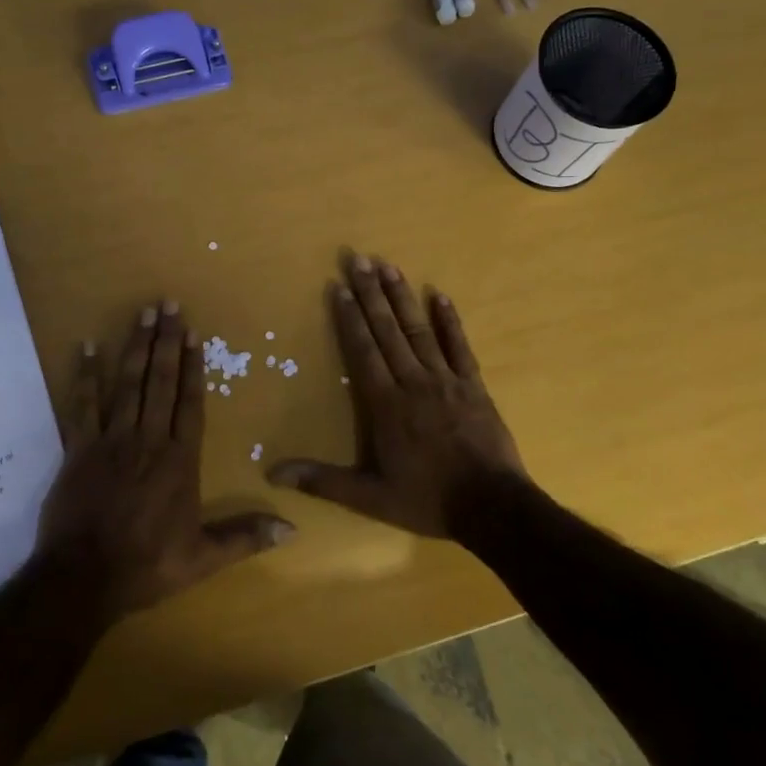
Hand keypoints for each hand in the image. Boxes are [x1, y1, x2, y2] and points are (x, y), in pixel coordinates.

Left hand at [37, 301, 295, 618]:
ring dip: (136, 347)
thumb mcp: (202, 559)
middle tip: (169, 304)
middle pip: (160, 382)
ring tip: (143, 313)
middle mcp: (148, 440)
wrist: (82, 579)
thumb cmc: (146, 567)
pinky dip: (85, 375)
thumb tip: (292, 529)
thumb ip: (245, 538)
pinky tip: (87, 346)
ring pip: (127, 384)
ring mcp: (111, 441)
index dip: (193, 367)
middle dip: (166, 341)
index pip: (190, 404)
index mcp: (180, 461)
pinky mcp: (79, 449)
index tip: (194, 335)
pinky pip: (82, 405)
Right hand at [268, 253, 531, 540]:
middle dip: (371, 294)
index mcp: (386, 404)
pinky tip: (440, 295)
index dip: (349, 318)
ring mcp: (446, 380)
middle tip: (358, 259)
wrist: (492, 507)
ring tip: (389, 266)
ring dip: (403, 297)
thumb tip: (273, 474)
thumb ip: (322, 481)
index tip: (338, 287)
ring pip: (419, 331)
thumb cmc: (427, 500)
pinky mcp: (473, 386)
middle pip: (388, 330)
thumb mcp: (369, 497)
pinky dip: (450, 320)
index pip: (363, 351)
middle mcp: (413, 382)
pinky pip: (459, 346)